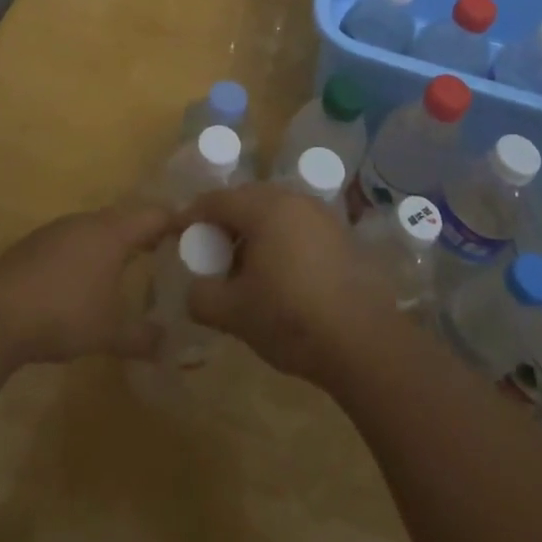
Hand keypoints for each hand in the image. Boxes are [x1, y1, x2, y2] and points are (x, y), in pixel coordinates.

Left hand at [0, 202, 169, 363]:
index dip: (176, 221)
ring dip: (114, 242)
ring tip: (128, 266)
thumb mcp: (110, 333)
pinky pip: (72, 240)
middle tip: (166, 252)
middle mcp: (87, 222)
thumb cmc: (63, 314)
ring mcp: (57, 230)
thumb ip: (143, 338)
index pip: (154, 215)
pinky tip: (83, 279)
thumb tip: (170, 348)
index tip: (194, 233)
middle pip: (125, 217)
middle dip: (146, 233)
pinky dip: (87, 253)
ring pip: (96, 227)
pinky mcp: (34, 245)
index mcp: (112, 233)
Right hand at [177, 183, 395, 383]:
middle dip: (224, 223)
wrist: (364, 341)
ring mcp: (323, 216)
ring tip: (244, 268)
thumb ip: (202, 297)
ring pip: (275, 213)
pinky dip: (281, 241)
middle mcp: (295, 200)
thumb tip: (194, 291)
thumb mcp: (234, 313)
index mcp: (265, 208)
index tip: (177, 235)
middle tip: (210, 253)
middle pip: (247, 200)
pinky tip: (279, 276)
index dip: (191, 216)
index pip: (216, 200)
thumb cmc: (291, 318)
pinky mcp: (342, 236)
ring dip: (254, 233)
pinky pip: (299, 227)